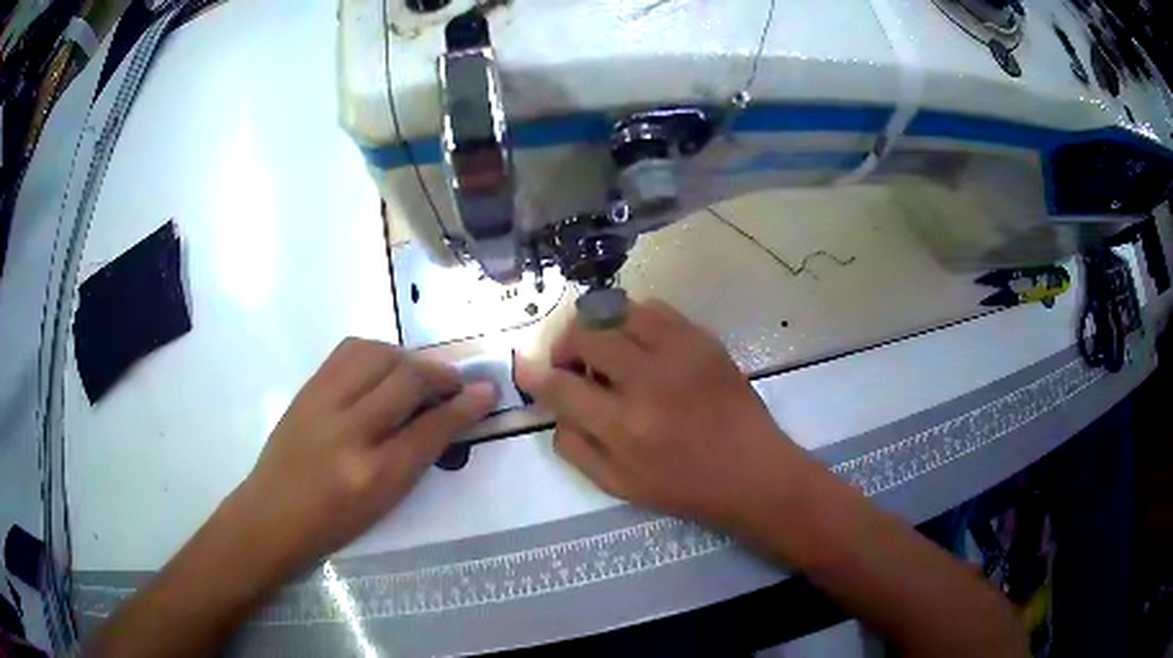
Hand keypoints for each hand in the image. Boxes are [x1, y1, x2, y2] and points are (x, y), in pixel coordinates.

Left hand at [231, 338, 497, 573]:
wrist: (272, 513)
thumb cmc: (334, 522)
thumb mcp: (385, 502)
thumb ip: (417, 456)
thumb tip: (448, 417)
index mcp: (375, 474)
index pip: (431, 428)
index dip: (465, 406)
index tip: (488, 390)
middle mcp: (350, 432)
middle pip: (406, 381)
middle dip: (440, 374)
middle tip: (455, 381)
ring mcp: (323, 403)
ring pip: (377, 354)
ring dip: (407, 358)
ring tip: (417, 373)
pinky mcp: (308, 388)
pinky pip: (348, 351)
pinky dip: (376, 351)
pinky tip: (382, 366)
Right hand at [514, 300, 813, 528]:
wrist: (753, 471)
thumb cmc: (685, 487)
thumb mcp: (619, 485)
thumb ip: (575, 447)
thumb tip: (552, 408)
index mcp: (624, 426)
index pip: (561, 386)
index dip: (535, 374)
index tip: (525, 367)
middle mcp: (648, 380)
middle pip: (585, 336)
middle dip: (565, 347)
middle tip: (573, 366)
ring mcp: (680, 352)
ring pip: (618, 312)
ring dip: (599, 327)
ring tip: (605, 349)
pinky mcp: (703, 339)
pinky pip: (655, 310)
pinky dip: (634, 320)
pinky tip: (638, 342)